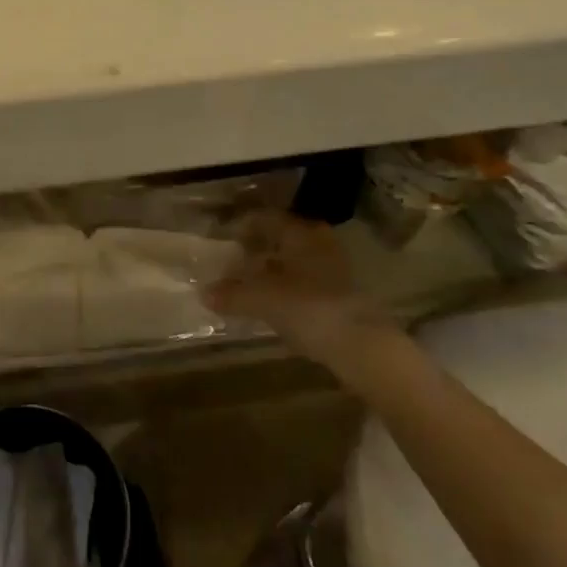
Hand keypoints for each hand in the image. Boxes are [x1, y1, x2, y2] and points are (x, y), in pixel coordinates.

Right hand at [204, 214, 395, 372]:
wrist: (363, 347)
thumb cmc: (309, 309)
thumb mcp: (263, 300)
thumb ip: (232, 294)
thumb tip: (204, 292)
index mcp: (300, 232)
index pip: (265, 218)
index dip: (242, 227)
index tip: (222, 239)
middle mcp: (319, 242)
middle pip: (281, 238)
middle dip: (257, 249)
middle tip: (233, 262)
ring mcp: (335, 268)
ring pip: (295, 260)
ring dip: (273, 270)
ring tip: (249, 285)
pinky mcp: (343, 294)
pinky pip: (306, 281)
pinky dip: (287, 287)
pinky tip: (274, 305)